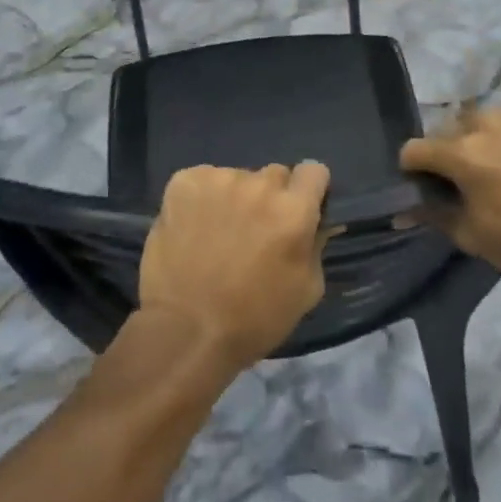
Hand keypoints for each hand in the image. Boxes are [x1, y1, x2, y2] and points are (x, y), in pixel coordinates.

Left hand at [138, 162, 330, 373]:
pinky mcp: (184, 181)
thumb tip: (316, 223)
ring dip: (234, 198)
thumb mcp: (304, 291)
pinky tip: (193, 228)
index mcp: (293, 210)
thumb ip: (316, 246)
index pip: (313, 170)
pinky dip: (201, 199)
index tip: (298, 209)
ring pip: (237, 178)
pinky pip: (203, 180)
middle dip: (270, 198)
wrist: (184, 331)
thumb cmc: (252, 320)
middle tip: (255, 231)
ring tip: (218, 234)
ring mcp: (219, 179)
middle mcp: (259, 184)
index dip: (308, 190)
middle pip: (274, 175)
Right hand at [401, 108, 500, 294]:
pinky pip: (500, 125)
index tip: (420, 192)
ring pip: (472, 124)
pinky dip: (495, 141)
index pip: (414, 149)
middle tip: (456, 188)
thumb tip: (402, 210)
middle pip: (443, 133)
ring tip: (486, 176)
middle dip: (442, 156)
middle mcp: (482, 124)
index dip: (410, 171)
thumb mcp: (472, 235)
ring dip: (469, 144)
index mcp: (462, 152)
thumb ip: (433, 215)